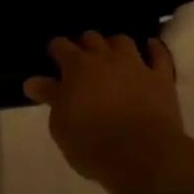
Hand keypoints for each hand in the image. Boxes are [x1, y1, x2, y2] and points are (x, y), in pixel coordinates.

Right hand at [24, 32, 185, 186]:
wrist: (142, 154)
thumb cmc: (92, 143)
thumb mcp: (60, 125)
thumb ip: (50, 97)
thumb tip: (33, 81)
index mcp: (76, 67)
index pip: (60, 46)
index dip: (56, 50)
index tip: (53, 58)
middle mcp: (105, 58)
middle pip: (91, 38)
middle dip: (84, 45)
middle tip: (81, 60)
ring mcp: (135, 65)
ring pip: (122, 41)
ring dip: (114, 45)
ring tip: (112, 55)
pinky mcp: (161, 78)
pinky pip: (160, 55)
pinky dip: (154, 49)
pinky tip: (150, 47)